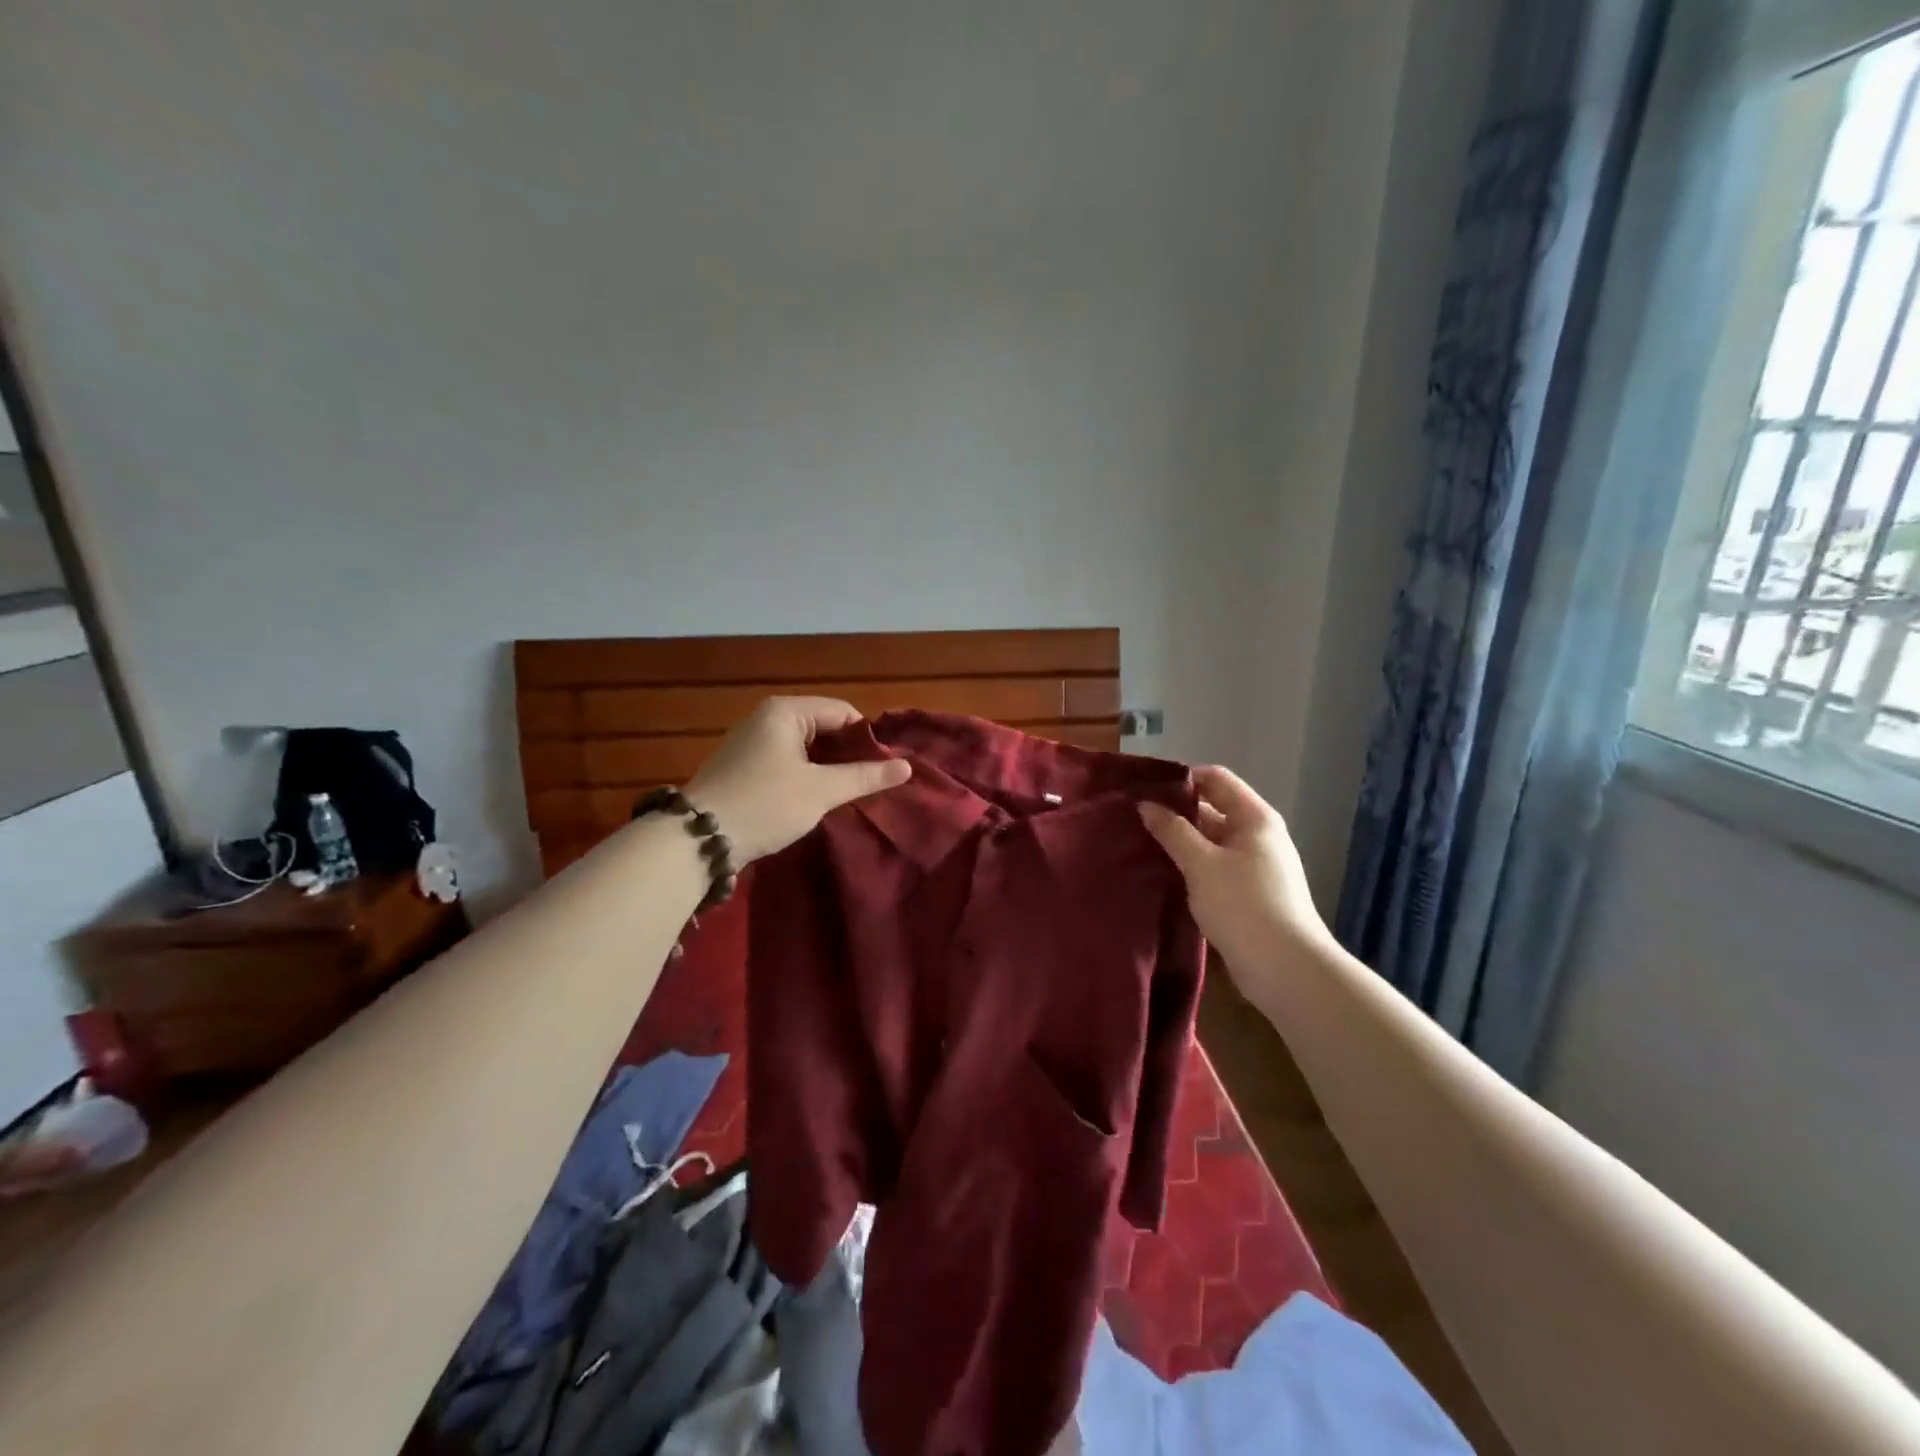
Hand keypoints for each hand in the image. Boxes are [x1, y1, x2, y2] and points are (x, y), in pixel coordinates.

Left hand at [686, 697, 910, 863]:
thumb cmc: (766, 804)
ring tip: (849, 792)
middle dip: (848, 753)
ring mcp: (751, 741)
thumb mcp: (821, 791)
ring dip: (828, 767)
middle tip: (871, 782)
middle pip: (823, 726)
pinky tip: (817, 798)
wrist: (698, 839)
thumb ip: (865, 776)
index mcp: (785, 711)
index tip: (886, 767)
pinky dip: (806, 774)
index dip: (867, 737)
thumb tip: (907, 767)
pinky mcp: (743, 765)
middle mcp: (767, 718)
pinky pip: (787, 760)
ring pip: (805, 746)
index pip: (842, 711)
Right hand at [1138, 765, 1335, 998]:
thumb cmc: (1244, 905)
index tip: (1145, 788)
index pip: (1215, 779)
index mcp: (1254, 817)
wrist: (1285, 969)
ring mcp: (1254, 865)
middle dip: (1175, 811)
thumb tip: (1145, 805)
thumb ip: (1171, 831)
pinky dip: (1190, 864)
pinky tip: (1163, 872)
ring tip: (1140, 843)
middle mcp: (1258, 835)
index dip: (1181, 778)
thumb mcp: (1201, 863)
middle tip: (1134, 817)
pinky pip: (1213, 866)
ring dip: (1179, 841)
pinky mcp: (1248, 892)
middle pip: (1212, 808)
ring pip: (1210, 840)